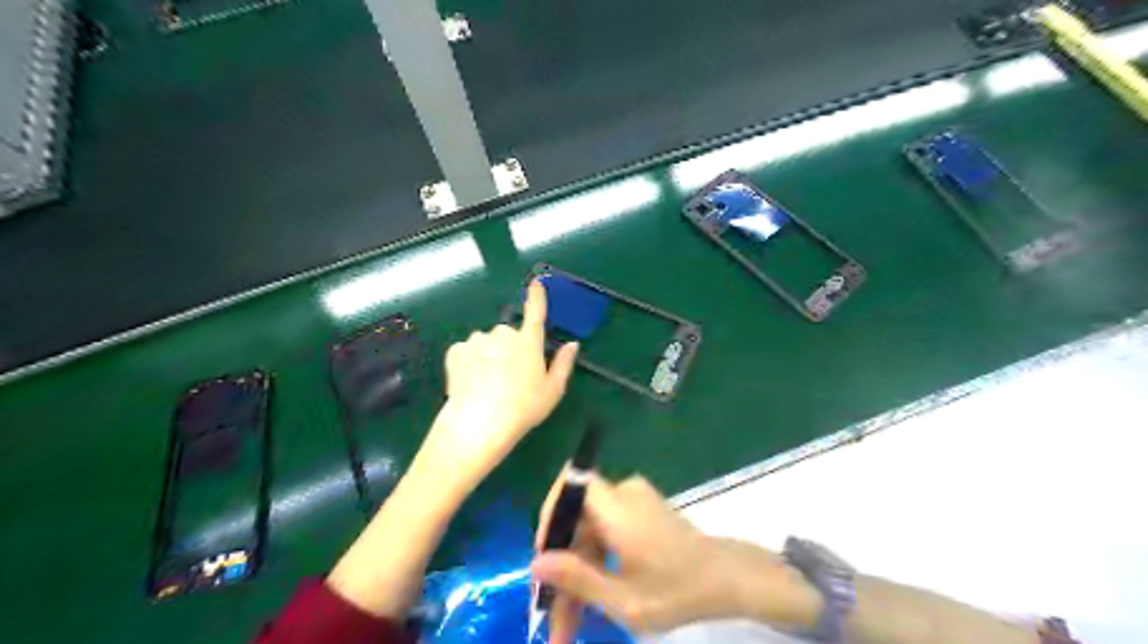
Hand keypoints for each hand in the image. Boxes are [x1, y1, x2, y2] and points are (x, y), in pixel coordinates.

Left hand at [407, 281, 577, 496]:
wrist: (479, 424)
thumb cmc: (523, 408)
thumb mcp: (553, 390)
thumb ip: (564, 364)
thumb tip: (572, 344)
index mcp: (528, 341)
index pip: (535, 312)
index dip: (537, 296)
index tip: (536, 283)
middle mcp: (503, 334)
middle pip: (508, 334)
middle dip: (510, 348)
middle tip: (511, 377)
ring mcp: (477, 341)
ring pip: (486, 342)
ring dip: (488, 354)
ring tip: (488, 384)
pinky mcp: (456, 351)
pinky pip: (467, 351)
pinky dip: (469, 362)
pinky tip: (471, 383)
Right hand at [529, 469, 815, 640]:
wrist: (727, 579)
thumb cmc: (679, 591)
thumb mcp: (624, 599)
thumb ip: (578, 579)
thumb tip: (535, 564)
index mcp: (619, 509)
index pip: (570, 486)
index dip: (550, 516)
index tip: (543, 558)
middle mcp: (623, 495)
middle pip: (577, 519)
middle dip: (562, 563)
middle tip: (553, 613)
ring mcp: (633, 501)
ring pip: (589, 529)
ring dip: (577, 569)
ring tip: (571, 619)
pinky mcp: (640, 511)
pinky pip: (604, 529)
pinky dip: (595, 559)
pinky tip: (594, 596)